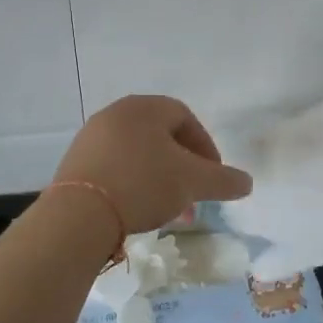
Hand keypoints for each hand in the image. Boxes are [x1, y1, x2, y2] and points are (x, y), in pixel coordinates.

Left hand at [52, 95, 252, 236]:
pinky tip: (137, 210)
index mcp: (145, 107)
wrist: (79, 215)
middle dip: (183, 168)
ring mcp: (91, 138)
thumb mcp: (193, 182)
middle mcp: (115, 114)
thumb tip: (247, 182)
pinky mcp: (74, 164)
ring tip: (168, 210)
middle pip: (161, 138)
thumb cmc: (143, 184)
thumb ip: (224, 180)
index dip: (206, 147)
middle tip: (193, 196)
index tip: (213, 176)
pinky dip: (133, 184)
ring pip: (139, 155)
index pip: (186, 118)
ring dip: (160, 179)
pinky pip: (115, 168)